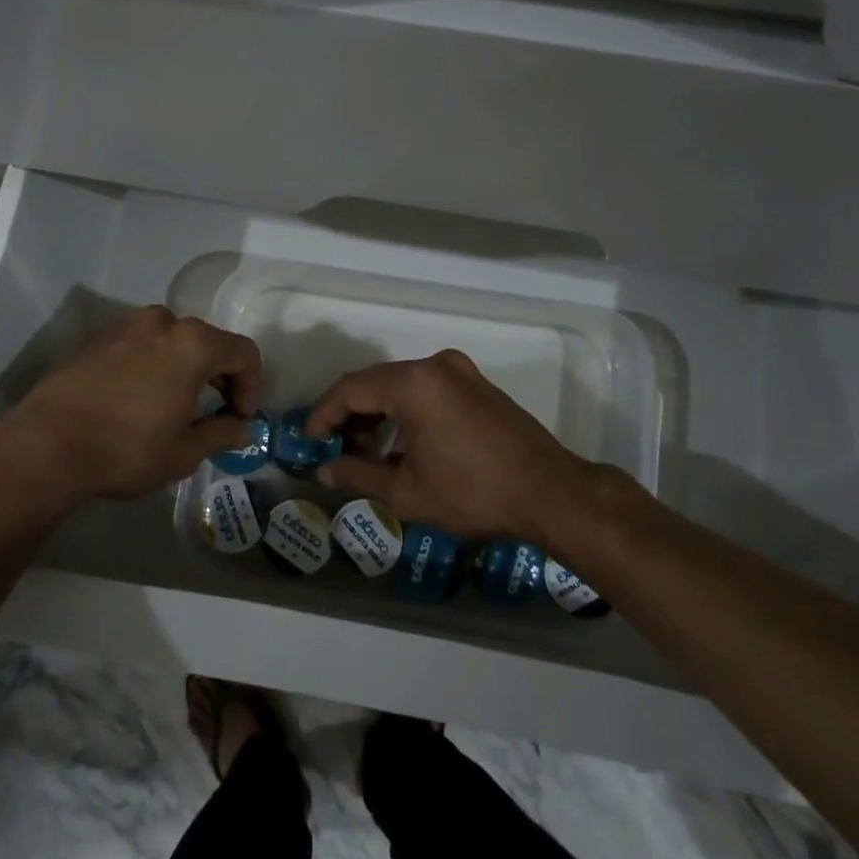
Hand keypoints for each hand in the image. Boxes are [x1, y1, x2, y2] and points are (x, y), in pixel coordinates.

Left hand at [0, 306, 261, 506]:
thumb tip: (243, 427)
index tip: (242, 417)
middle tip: (213, 412)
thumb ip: (222, 433)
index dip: (252, 385)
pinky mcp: (95, 338)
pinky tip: (135, 399)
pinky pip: (137, 345)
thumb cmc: (126, 449)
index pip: (243, 353)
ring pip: (170, 341)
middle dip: (218, 376)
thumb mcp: (184, 452)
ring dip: (182, 368)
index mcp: (193, 344)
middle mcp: (162, 322)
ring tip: (172, 404)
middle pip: (207, 342)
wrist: (45, 446)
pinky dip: (149, 365)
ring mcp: (124, 326)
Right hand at [307, 350, 603, 542]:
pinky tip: (400, 445)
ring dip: (377, 415)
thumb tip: (324, 471)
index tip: (308, 441)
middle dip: (349, 416)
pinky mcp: (476, 383)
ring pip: (400, 385)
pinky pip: (426, 389)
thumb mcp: (406, 491)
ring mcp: (459, 371)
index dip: (323, 415)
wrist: (550, 492)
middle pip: (374, 383)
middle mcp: (434, 365)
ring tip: (364, 453)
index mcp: (413, 383)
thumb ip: (358, 474)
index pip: (350, 390)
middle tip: (335, 451)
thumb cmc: (473, 493)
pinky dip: (405, 411)